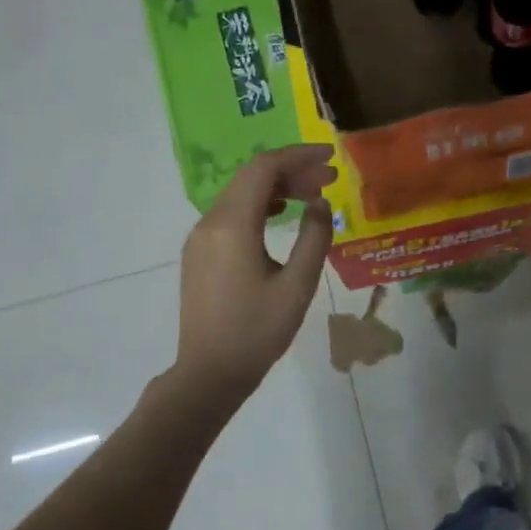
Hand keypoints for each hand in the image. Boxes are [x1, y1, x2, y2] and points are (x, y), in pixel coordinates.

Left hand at [176, 144, 336, 392]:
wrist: (209, 373)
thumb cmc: (257, 332)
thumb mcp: (297, 286)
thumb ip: (314, 238)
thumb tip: (321, 205)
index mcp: (233, 226)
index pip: (264, 169)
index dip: (299, 156)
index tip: (330, 158)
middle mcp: (210, 223)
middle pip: (251, 177)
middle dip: (292, 171)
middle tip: (330, 180)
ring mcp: (200, 238)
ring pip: (240, 194)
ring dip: (276, 188)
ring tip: (312, 196)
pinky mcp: (199, 253)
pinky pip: (230, 214)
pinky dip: (259, 206)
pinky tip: (281, 215)